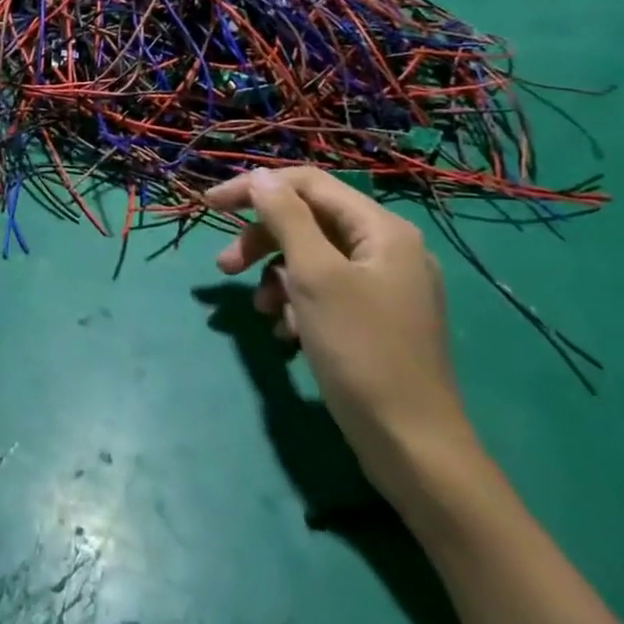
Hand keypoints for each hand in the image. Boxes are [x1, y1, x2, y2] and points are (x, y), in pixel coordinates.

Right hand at [203, 166, 477, 496]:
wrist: (413, 447)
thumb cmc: (360, 350)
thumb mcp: (314, 276)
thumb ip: (285, 218)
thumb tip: (261, 176)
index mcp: (381, 229)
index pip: (307, 184)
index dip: (255, 188)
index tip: (210, 206)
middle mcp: (387, 249)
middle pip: (308, 221)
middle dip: (262, 240)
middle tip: (225, 267)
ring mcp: (384, 286)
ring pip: (312, 258)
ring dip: (276, 277)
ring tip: (259, 310)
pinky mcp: (375, 320)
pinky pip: (325, 292)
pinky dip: (298, 304)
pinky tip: (287, 334)